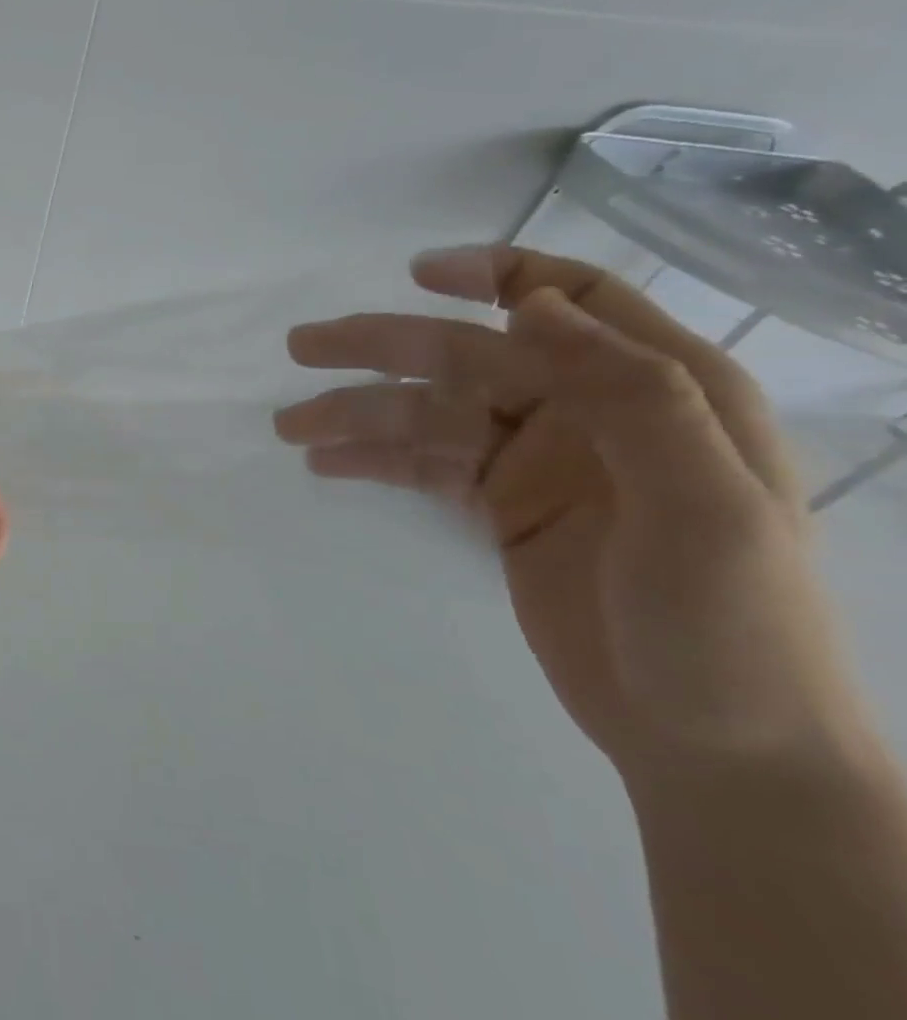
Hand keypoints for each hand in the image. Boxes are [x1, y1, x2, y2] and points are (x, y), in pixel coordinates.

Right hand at [275, 245, 867, 781]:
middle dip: (385, 347)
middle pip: (470, 356)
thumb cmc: (729, 628)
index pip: (573, 300)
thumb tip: (530, 306)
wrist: (713, 745)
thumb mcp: (705, 506)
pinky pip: (425, 465)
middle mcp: (590, 412)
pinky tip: (324, 464)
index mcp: (660, 390)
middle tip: (302, 347)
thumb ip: (632, 395)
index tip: (415, 273)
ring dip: (360, 413)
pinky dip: (374, 459)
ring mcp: (539, 462)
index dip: (494, 273)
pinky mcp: (501, 507)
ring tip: (291, 427)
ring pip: (432, 414)